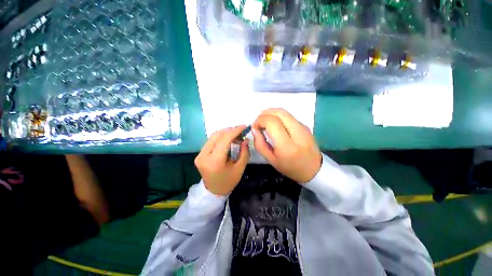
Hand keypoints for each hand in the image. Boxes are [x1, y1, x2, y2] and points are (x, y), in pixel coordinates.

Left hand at [195, 126, 249, 195]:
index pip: (224, 140)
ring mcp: (199, 154)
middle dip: (230, 130)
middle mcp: (203, 156)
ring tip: (236, 135)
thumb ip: (244, 152)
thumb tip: (245, 139)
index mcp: (214, 161)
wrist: (214, 191)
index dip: (235, 131)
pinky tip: (228, 139)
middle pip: (217, 135)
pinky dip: (221, 138)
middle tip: (241, 131)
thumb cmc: (229, 181)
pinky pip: (211, 141)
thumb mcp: (240, 168)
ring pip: (213, 136)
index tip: (244, 127)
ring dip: (225, 133)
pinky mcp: (199, 154)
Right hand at [253, 108, 321, 182]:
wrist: (313, 169)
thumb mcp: (270, 159)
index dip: (260, 120)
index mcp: (287, 146)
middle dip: (265, 113)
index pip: (272, 123)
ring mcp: (303, 128)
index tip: (255, 127)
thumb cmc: (290, 167)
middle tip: (258, 121)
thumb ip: (260, 144)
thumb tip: (254, 129)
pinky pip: (289, 116)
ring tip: (264, 120)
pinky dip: (278, 116)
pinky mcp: (305, 125)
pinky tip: (274, 123)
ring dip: (271, 112)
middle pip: (279, 113)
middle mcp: (297, 133)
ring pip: (284, 112)